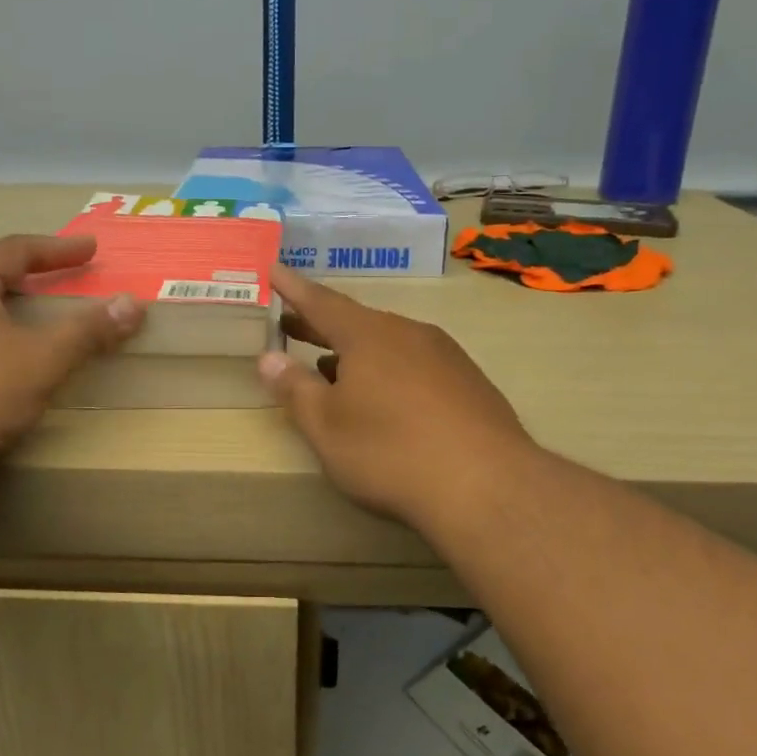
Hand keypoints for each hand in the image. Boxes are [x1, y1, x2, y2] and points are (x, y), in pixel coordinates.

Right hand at [259, 269, 539, 531]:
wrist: (487, 485)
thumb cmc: (390, 452)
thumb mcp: (327, 427)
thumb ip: (295, 388)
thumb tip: (269, 357)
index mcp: (368, 335)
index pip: (321, 302)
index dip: (293, 289)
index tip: (273, 270)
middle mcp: (408, 333)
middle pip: (356, 322)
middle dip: (321, 325)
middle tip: (291, 326)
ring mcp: (445, 355)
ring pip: (389, 343)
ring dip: (355, 352)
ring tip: (331, 369)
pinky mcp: (469, 382)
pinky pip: (416, 364)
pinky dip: (389, 370)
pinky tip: (385, 399)